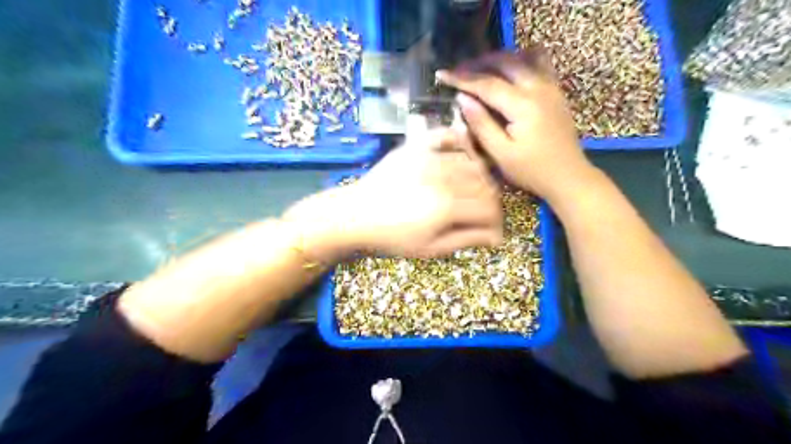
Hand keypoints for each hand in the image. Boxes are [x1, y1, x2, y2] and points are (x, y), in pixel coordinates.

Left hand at [284, 128, 501, 259]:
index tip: (495, 233)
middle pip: (485, 186)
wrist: (356, 215)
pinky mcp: (417, 147)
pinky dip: (461, 144)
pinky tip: (464, 157)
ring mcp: (430, 158)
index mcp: (447, 207)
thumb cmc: (392, 238)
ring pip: (472, 163)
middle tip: (485, 216)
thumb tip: (497, 238)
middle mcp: (444, 177)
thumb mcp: (431, 248)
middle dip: (491, 203)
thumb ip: (466, 239)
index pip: (489, 210)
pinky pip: (447, 136)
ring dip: (480, 180)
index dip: (497, 223)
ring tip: (474, 194)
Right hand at [435, 48, 596, 199]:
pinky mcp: (556, 91)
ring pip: (523, 58)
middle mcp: (538, 88)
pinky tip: (510, 69)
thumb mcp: (501, 154)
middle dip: (478, 63)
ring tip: (480, 68)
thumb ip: (482, 124)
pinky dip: (521, 59)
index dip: (462, 78)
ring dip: (499, 59)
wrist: (568, 176)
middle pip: (505, 62)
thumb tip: (462, 99)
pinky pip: (540, 63)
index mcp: (523, 105)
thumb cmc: (532, 170)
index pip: (487, 84)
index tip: (442, 75)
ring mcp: (551, 87)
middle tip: (458, 71)